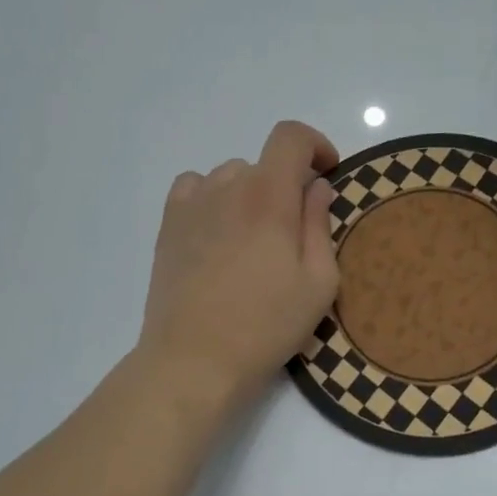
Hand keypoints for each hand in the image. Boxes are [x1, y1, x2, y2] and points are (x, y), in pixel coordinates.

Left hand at [138, 120, 340, 414]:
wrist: (195, 359)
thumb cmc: (266, 325)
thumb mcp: (318, 282)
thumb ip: (319, 224)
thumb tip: (316, 187)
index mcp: (270, 196)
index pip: (291, 136)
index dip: (315, 144)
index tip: (327, 172)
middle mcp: (228, 187)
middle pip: (264, 163)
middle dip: (287, 185)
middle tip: (294, 231)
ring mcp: (193, 204)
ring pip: (230, 176)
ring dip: (250, 193)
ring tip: (253, 239)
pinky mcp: (169, 225)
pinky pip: (194, 188)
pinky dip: (213, 197)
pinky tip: (218, 231)